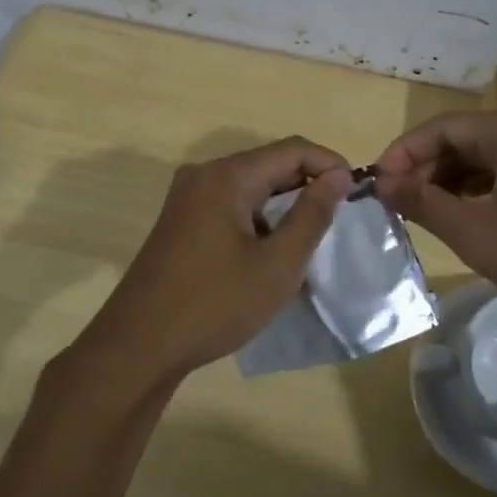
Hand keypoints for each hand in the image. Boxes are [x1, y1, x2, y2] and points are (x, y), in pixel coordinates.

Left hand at [65, 137, 352, 388]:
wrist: (139, 346)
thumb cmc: (214, 304)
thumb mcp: (277, 264)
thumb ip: (312, 215)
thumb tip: (338, 176)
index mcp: (226, 176)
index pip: (292, 150)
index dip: (329, 165)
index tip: (357, 196)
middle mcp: (203, 176)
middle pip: (269, 165)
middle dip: (308, 187)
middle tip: (339, 221)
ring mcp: (187, 199)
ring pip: (251, 188)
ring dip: (284, 208)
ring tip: (311, 243)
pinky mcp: (181, 222)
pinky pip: (231, 207)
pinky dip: (259, 222)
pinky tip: (274, 255)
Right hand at [374, 108, 496, 330]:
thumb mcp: (478, 234)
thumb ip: (424, 203)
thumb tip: (382, 182)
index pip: (440, 127)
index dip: (402, 153)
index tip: (376, 186)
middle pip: (463, 138)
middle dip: (425, 168)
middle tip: (397, 204)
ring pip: (485, 156)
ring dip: (450, 181)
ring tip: (424, 213)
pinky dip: (480, 189)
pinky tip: (466, 217)